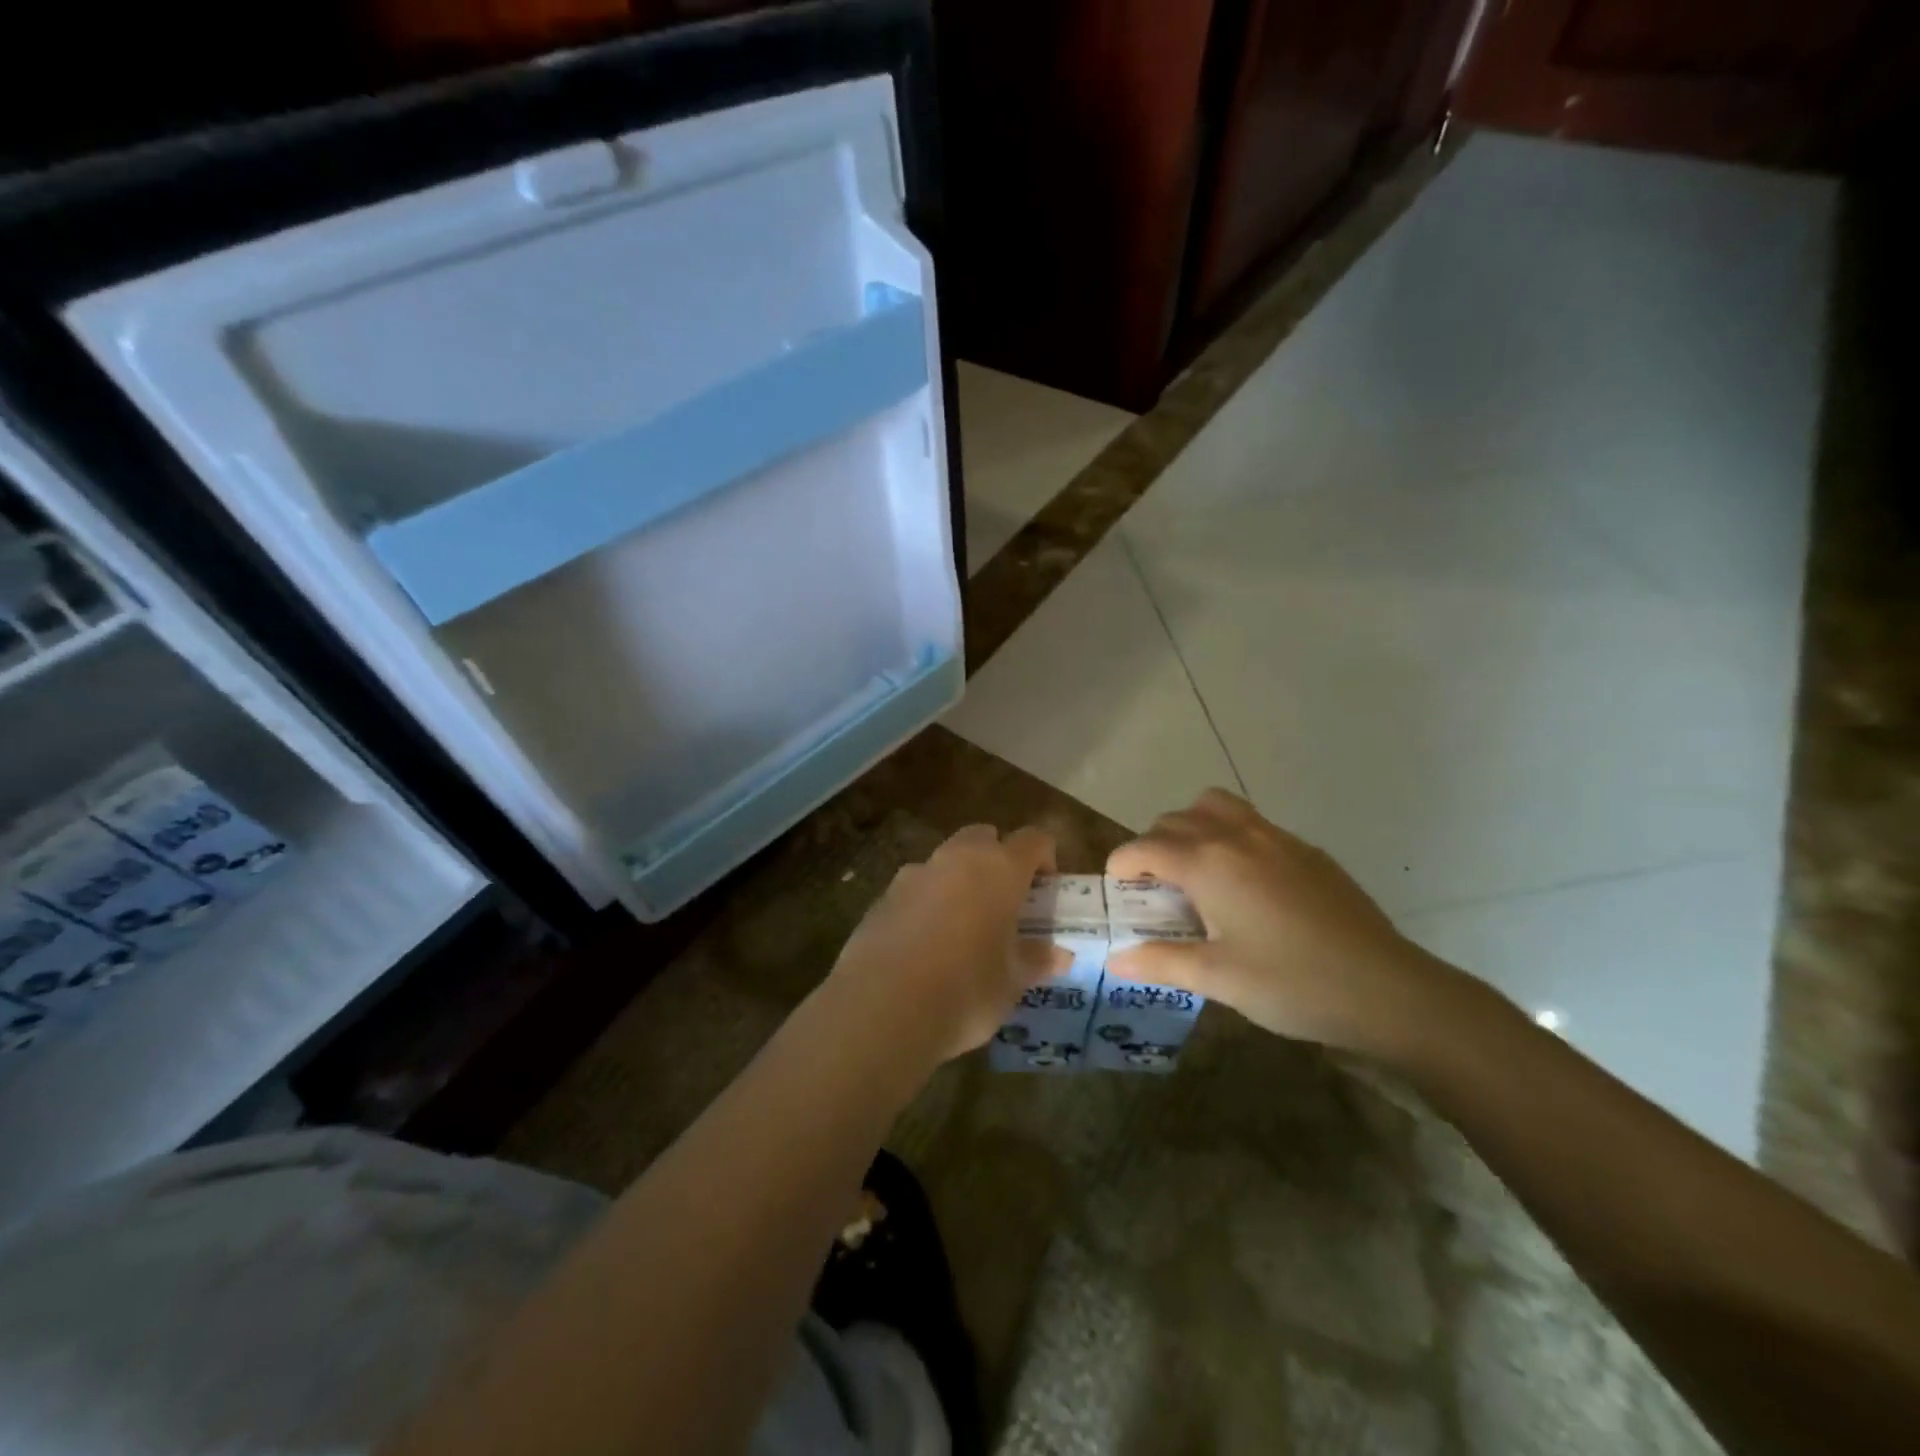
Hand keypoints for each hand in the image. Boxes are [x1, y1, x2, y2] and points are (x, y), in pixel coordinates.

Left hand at [830, 825, 1064, 1063]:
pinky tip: (925, 946)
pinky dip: (927, 903)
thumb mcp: (1011, 982)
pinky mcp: (882, 896)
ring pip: (946, 860)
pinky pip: (915, 888)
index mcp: (999, 869)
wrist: (881, 1009)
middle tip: (1005, 903)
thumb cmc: (965, 991)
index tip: (1046, 891)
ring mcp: (914, 874)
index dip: (1045, 858)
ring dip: (959, 880)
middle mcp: (956, 859)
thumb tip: (1059, 955)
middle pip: (984, 837)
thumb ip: (1036, 960)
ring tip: (963, 928)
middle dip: (997, 859)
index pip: (1033, 839)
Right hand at [1106, 789, 1476, 1059]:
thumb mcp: (1218, 979)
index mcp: (1208, 863)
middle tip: (1154, 889)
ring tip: (1196, 871)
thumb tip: (1116, 959)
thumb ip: (1161, 962)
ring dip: (1192, 827)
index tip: (1117, 891)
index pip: (1145, 846)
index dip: (1122, 864)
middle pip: (1176, 820)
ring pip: (1216, 807)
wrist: (1389, 990)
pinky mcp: (1307, 851)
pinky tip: (1247, 886)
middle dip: (1153, 845)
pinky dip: (1230, 837)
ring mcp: (1277, 838)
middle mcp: (1237, 837)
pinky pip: (1252, 823)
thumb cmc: (1292, 984)